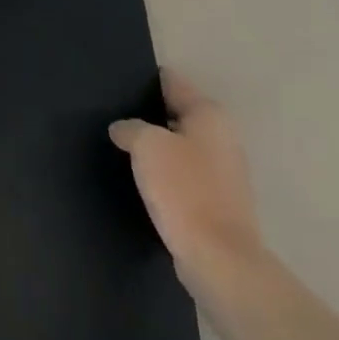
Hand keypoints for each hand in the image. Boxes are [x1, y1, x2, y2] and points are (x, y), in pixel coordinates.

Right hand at [109, 71, 265, 298]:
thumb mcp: (146, 146)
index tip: (118, 83)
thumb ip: (130, 128)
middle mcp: (223, 136)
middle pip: (177, 114)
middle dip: (149, 116)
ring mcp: (224, 171)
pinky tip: (143, 182)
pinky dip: (167, 175)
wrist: (218, 259)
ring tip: (123, 149)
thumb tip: (123, 129)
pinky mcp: (219, 201)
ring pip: (181, 146)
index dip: (144, 80)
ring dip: (158, 148)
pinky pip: (185, 175)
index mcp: (210, 114)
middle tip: (114, 118)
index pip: (172, 82)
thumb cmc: (183, 189)